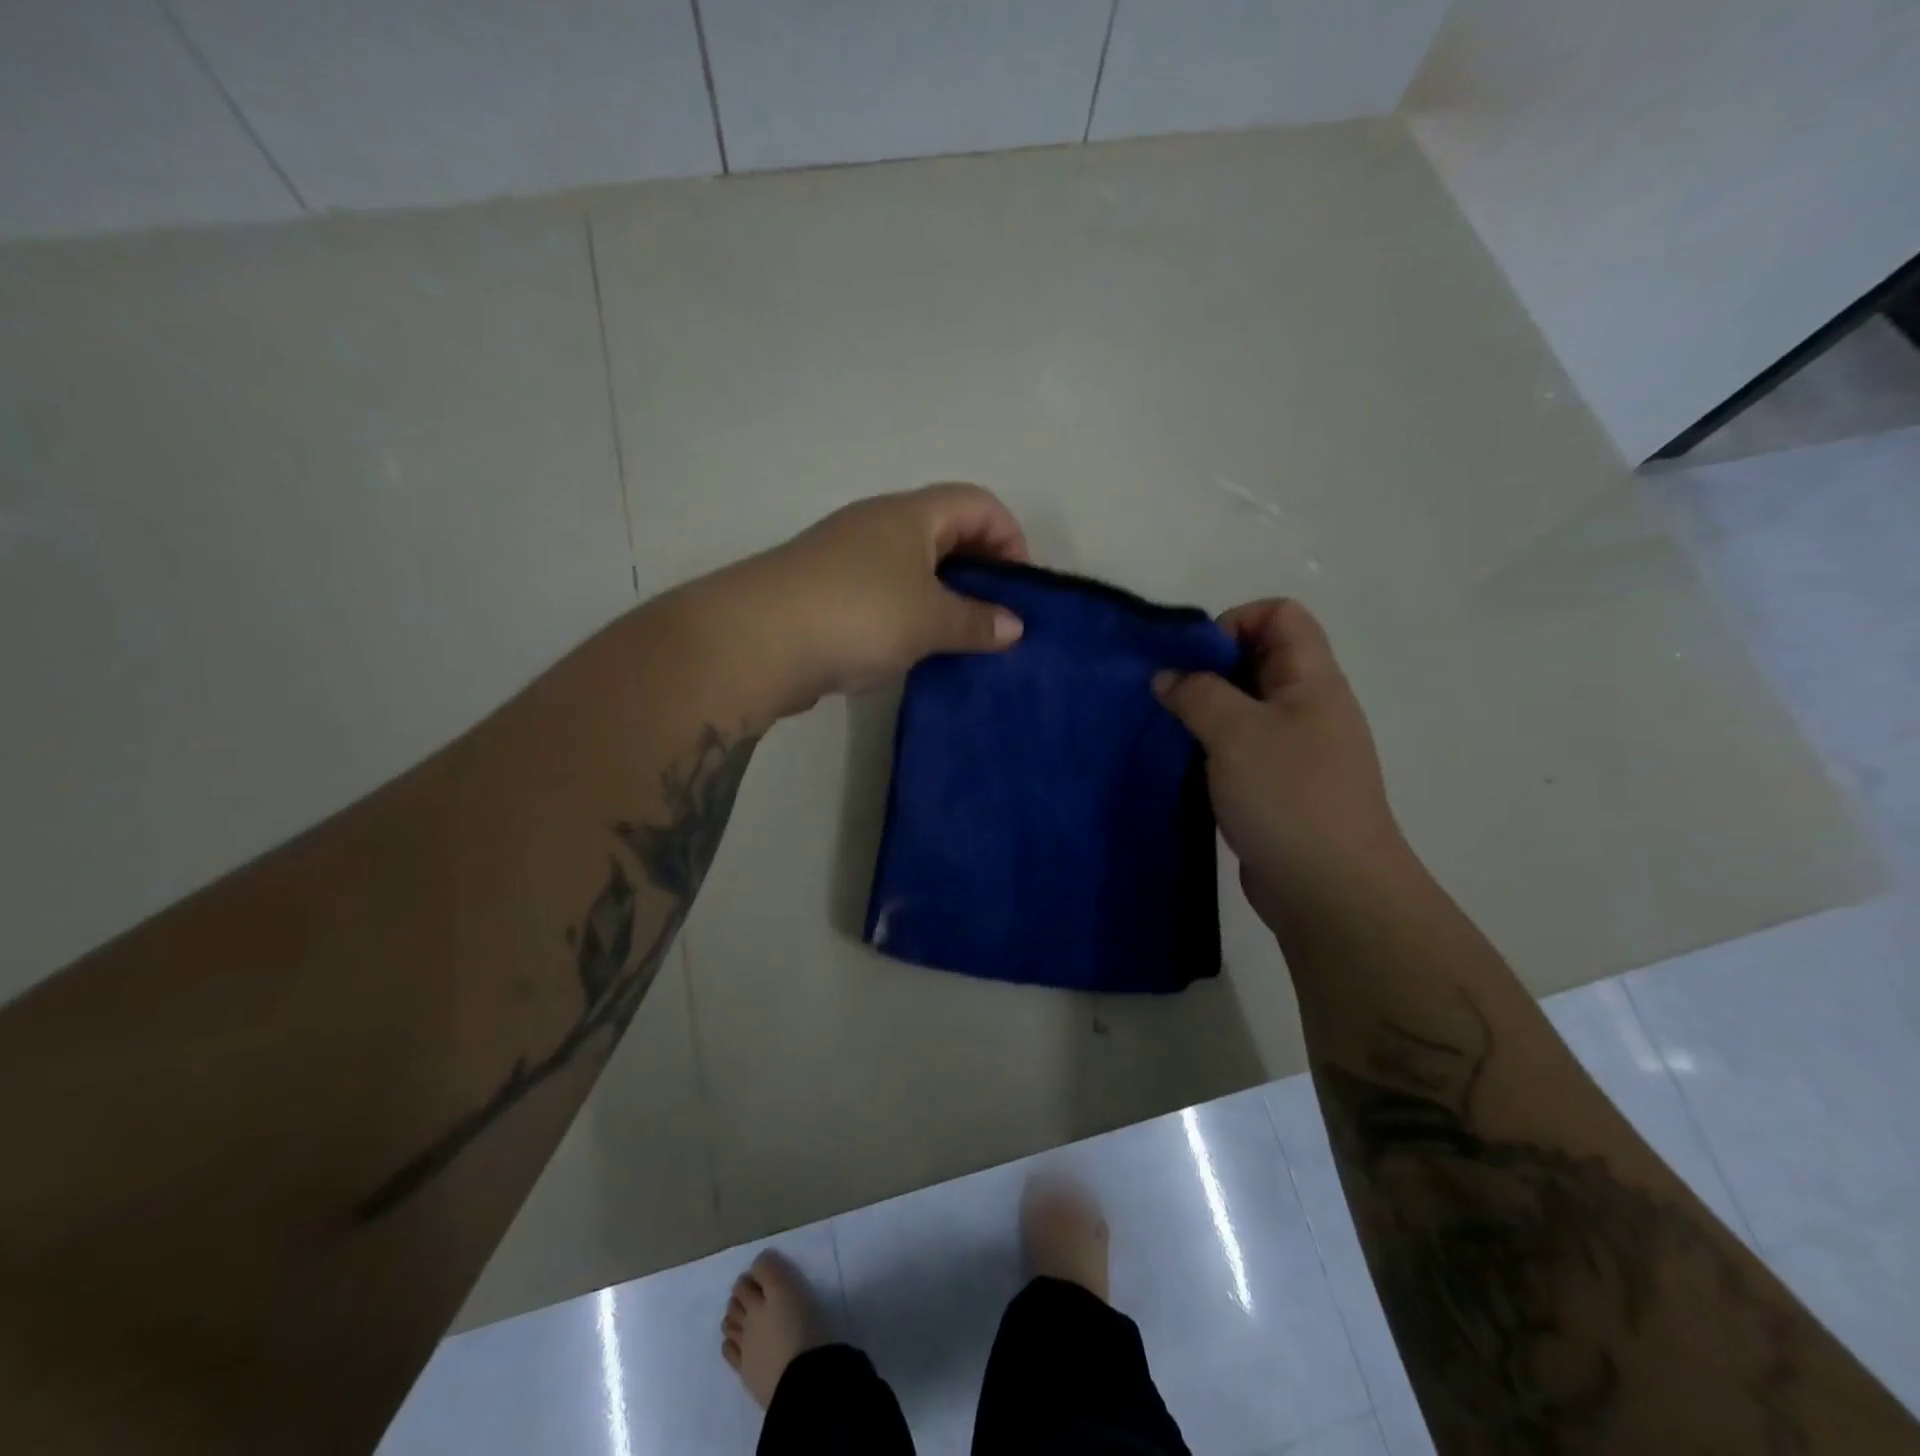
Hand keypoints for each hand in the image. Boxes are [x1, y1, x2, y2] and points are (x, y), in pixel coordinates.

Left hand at [751, 484, 1028, 707]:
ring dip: (942, 598)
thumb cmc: (858, 614)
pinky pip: (882, 595)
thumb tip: (1014, 627)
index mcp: (910, 515)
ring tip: (958, 641)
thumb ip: (976, 622)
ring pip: (912, 567)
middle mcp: (878, 525)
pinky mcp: (824, 593)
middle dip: (979, 570)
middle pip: (946, 532)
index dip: (1010, 537)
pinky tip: (910, 651)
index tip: (1019, 588)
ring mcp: (846, 558)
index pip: (978, 503)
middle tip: (995, 618)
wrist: (755, 641)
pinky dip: (906, 616)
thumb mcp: (928, 619)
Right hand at [1154, 599, 1401, 926]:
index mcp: (1311, 679)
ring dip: (1203, 712)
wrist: (1330, 890)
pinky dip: (1209, 749)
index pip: (1280, 615)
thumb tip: (1168, 677)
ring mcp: (1294, 750)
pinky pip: (1238, 749)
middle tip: (1168, 696)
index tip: (1193, 660)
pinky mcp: (1276, 787)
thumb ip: (1197, 693)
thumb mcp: (1236, 732)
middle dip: (1207, 668)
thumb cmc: (1289, 796)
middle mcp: (1306, 707)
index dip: (1234, 622)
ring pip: (1243, 708)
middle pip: (1257, 659)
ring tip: (1168, 731)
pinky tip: (1182, 767)